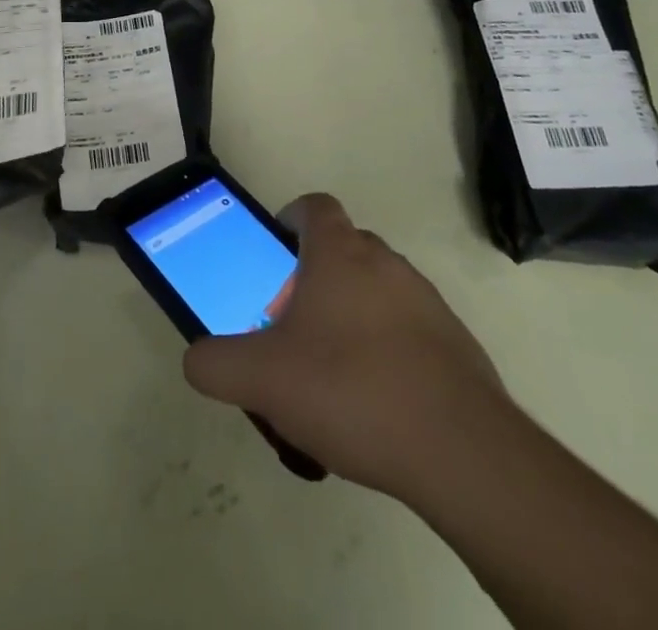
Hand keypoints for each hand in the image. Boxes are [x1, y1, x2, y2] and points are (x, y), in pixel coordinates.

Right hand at [182, 193, 509, 500]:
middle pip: (344, 249)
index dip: (290, 218)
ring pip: (378, 291)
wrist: (460, 451)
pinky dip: (389, 350)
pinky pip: (410, 330)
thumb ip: (215, 364)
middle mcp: (386, 263)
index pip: (314, 206)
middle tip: (293, 325)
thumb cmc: (350, 390)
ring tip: (333, 373)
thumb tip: (196, 359)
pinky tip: (376, 404)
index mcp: (340, 254)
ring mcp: (427, 301)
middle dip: (315, 277)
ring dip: (353, 315)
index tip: (275, 252)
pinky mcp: (456, 344)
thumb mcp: (262, 379)